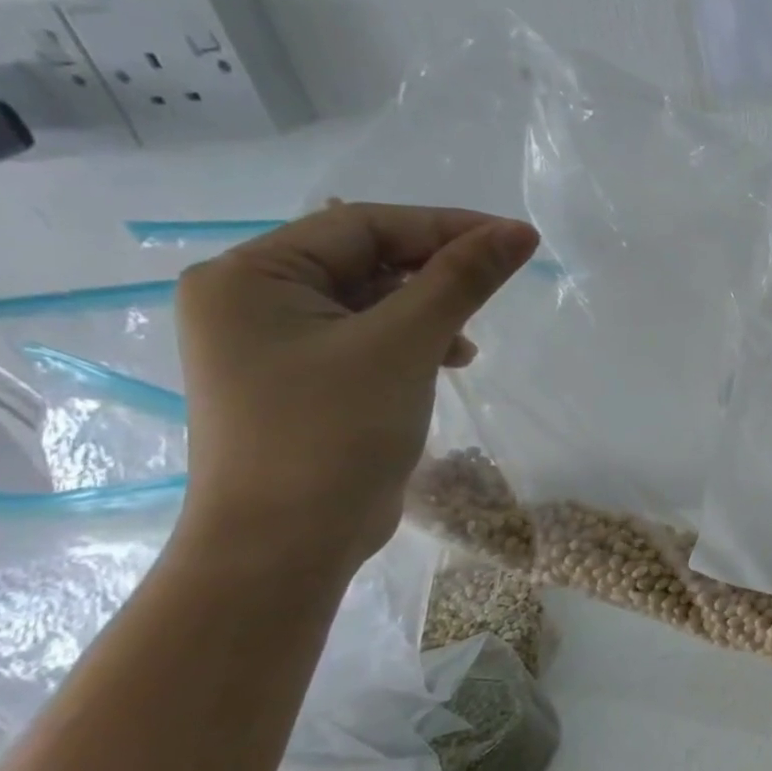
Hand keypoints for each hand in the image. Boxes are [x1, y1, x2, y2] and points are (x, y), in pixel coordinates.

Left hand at [174, 203, 538, 569]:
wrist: (287, 545)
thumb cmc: (333, 432)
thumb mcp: (405, 344)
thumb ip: (461, 280)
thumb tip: (519, 232)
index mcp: (251, 276)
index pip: (362, 225)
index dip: (445, 226)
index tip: (516, 239)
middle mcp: (253, 300)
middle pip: (366, 259)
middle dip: (437, 271)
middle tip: (500, 282)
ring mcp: (275, 343)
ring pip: (373, 300)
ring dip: (431, 308)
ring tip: (470, 341)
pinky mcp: (303, 378)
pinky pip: (368, 336)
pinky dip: (414, 340)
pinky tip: (449, 360)